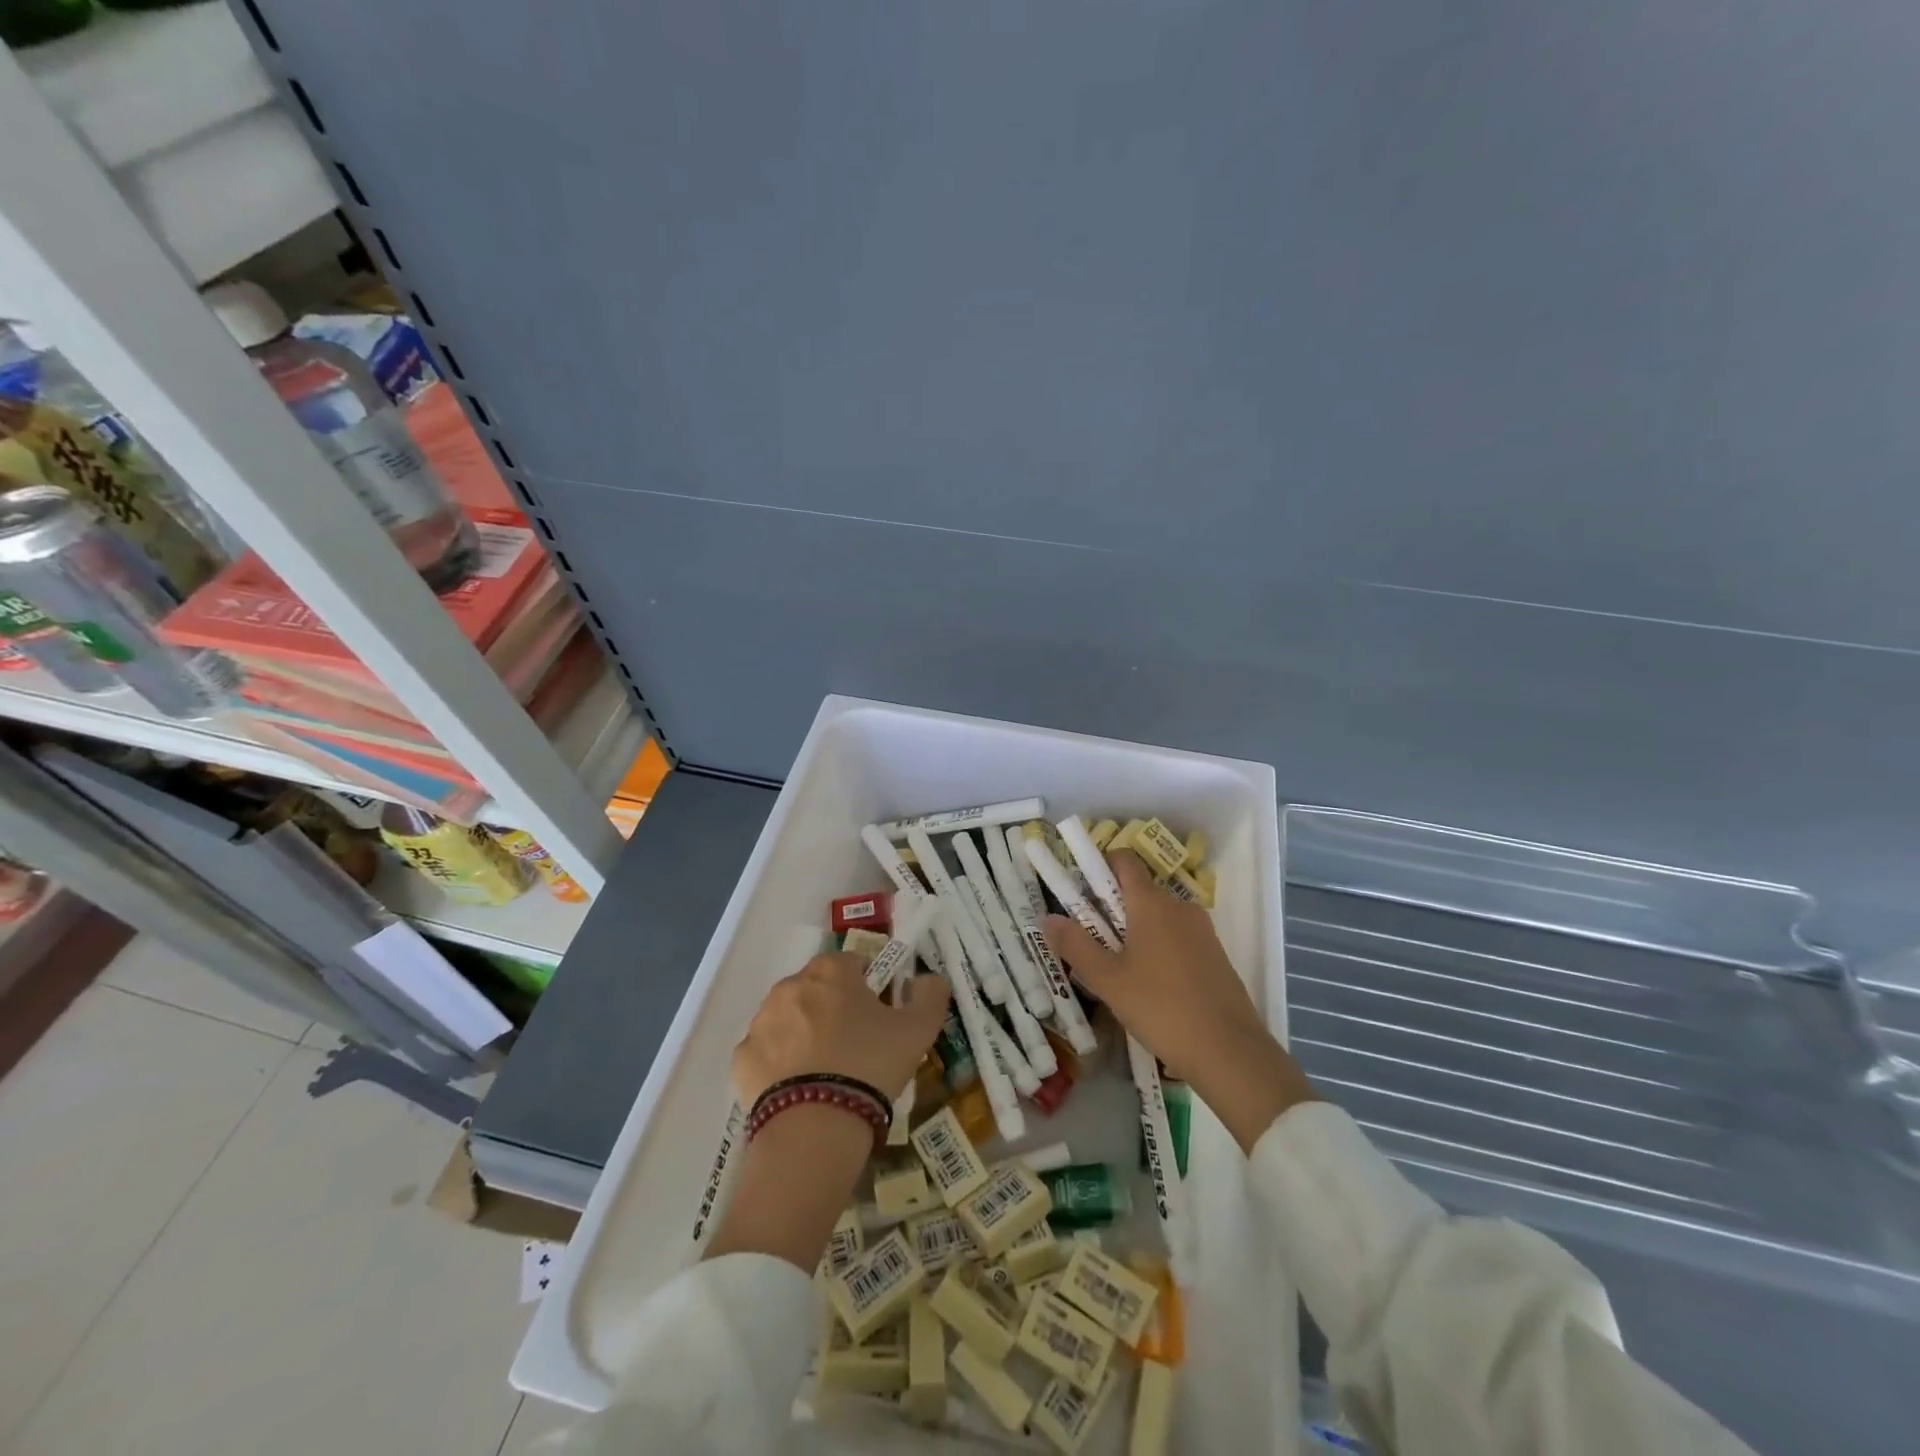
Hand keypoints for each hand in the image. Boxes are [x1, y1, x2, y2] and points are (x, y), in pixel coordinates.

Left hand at [732, 952, 950, 1106]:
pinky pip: (766, 1052)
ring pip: (789, 1018)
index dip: (868, 987)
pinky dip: (780, 1063)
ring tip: (826, 1071)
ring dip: (804, 1032)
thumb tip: (930, 979)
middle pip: (817, 988)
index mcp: (830, 971)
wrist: (815, 1127)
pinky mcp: (742, 1059)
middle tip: (855, 1044)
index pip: (852, 964)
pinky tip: (799, 1088)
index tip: (878, 1016)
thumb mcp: (919, 1031)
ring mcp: (761, 1022)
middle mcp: (790, 986)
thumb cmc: (870, 1065)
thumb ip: (931, 996)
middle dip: (833, 1007)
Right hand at [1043, 851, 1316, 1151]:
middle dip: (1110, 907)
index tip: (1078, 890)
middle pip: (1138, 890)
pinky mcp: (1215, 955)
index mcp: (1151, 902)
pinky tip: (1148, 984)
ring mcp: (1202, 930)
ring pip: (1158, 916)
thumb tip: (1047, 917)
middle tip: (1087, 939)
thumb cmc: (1161, 1008)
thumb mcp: (1108, 980)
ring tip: (1114, 967)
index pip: (1124, 860)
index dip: (1099, 865)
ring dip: (1133, 930)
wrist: (1230, 1052)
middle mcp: (1179, 906)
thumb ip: (1075, 945)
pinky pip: (1177, 937)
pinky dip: (1157, 947)